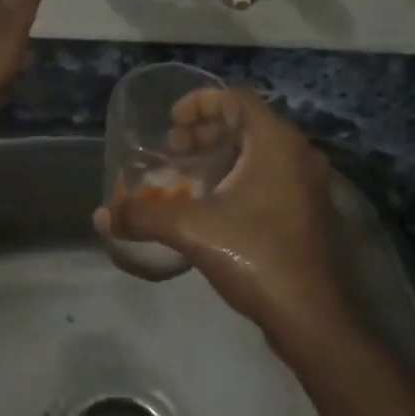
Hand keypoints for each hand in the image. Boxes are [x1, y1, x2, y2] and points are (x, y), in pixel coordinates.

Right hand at [95, 88, 347, 339]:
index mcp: (276, 143)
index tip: (172, 121)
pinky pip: (270, 176)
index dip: (199, 102)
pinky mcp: (308, 211)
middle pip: (247, 123)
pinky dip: (239, 177)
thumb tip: (103, 215)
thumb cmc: (255, 255)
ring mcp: (308, 184)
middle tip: (174, 149)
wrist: (310, 317)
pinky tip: (213, 205)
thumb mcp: (192, 229)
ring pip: (259, 152)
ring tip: (188, 176)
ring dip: (221, 155)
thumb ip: (144, 215)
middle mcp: (298, 154)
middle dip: (206, 131)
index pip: (236, 98)